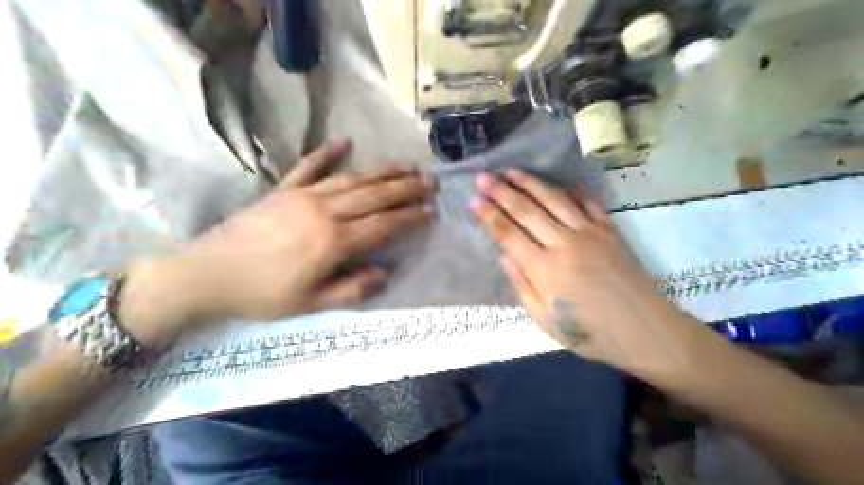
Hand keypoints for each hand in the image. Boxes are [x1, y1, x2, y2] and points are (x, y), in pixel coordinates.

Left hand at [117, 139, 435, 344]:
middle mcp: (324, 211)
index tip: (431, 210)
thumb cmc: (261, 295)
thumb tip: (384, 274)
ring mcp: (303, 196)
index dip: (410, 217)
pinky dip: (326, 153)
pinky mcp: (283, 190)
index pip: (383, 225)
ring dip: (381, 171)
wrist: (206, 275)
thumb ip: (352, 289)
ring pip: (351, 178)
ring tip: (405, 165)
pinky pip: (308, 167)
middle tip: (430, 181)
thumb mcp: (310, 304)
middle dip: (406, 188)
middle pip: (374, 195)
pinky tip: (344, 141)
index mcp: (333, 241)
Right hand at [472, 168, 700, 377]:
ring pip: (553, 199)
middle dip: (501, 191)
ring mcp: (589, 232)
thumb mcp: (545, 321)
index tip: (474, 200)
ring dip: (530, 182)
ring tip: (511, 170)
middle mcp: (563, 244)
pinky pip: (587, 202)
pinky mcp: (609, 229)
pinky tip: (559, 182)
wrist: (644, 330)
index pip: (508, 234)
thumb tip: (504, 256)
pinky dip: (571, 189)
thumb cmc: (590, 333)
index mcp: (544, 269)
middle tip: (484, 176)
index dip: (489, 215)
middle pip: (526, 210)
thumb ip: (522, 286)